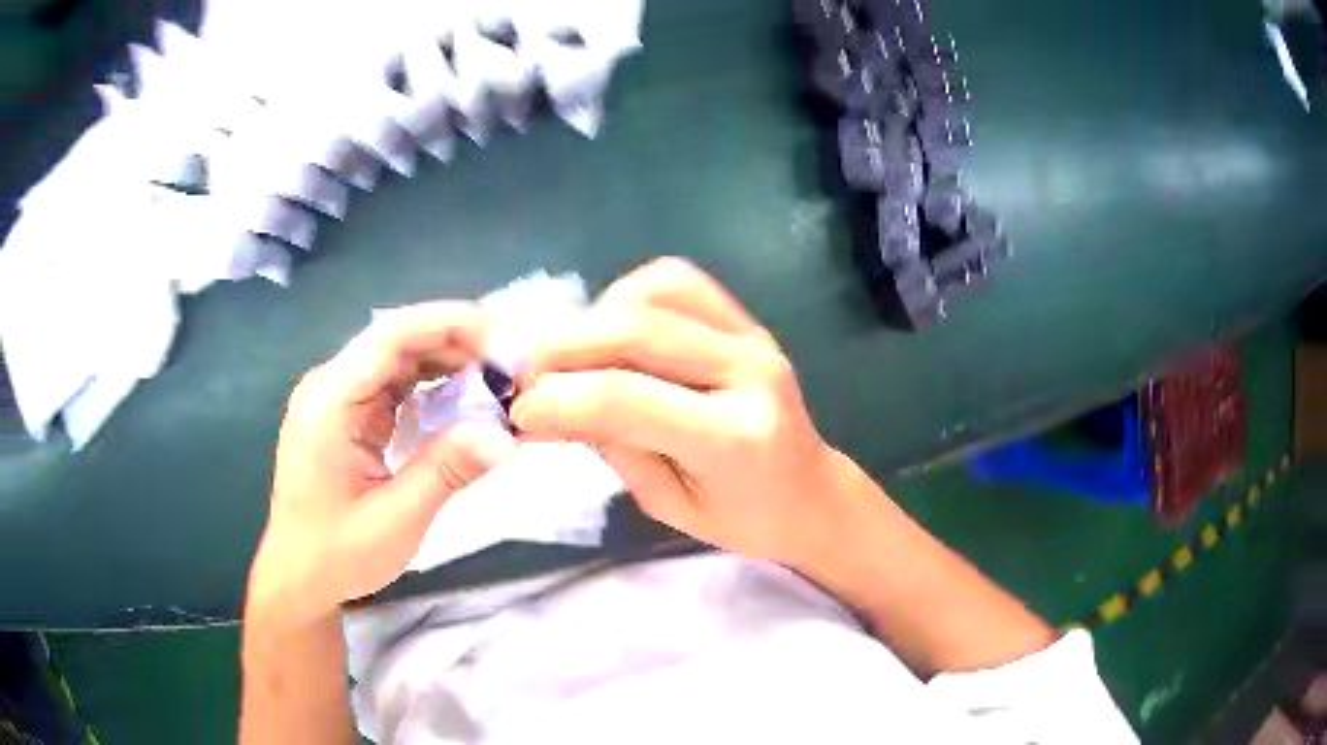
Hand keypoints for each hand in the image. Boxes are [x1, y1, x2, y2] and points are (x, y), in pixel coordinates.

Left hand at [247, 302, 516, 628]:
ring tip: (498, 378)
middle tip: (512, 363)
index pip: (390, 335)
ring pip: (399, 360)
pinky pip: (394, 386)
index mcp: (330, 401)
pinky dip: (432, 387)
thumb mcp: (396, 519)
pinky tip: (465, 400)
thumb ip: (447, 471)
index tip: (502, 334)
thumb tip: (507, 438)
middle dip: (457, 343)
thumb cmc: (338, 554)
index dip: (447, 323)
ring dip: (447, 363)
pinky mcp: (348, 416)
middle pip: (397, 341)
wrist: (299, 579)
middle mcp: (331, 387)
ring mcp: (338, 400)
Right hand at [511, 258, 847, 565]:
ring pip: (655, 290)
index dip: (557, 399)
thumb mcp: (666, 502)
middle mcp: (749, 370)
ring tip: (573, 357)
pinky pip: (677, 282)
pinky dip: (630, 296)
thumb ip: (612, 443)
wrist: (811, 494)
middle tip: (524, 374)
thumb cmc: (743, 519)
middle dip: (562, 347)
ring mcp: (753, 334)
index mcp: (734, 437)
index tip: (516, 411)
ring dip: (596, 316)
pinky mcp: (747, 319)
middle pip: (636, 330)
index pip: (626, 399)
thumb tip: (549, 400)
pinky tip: (615, 331)